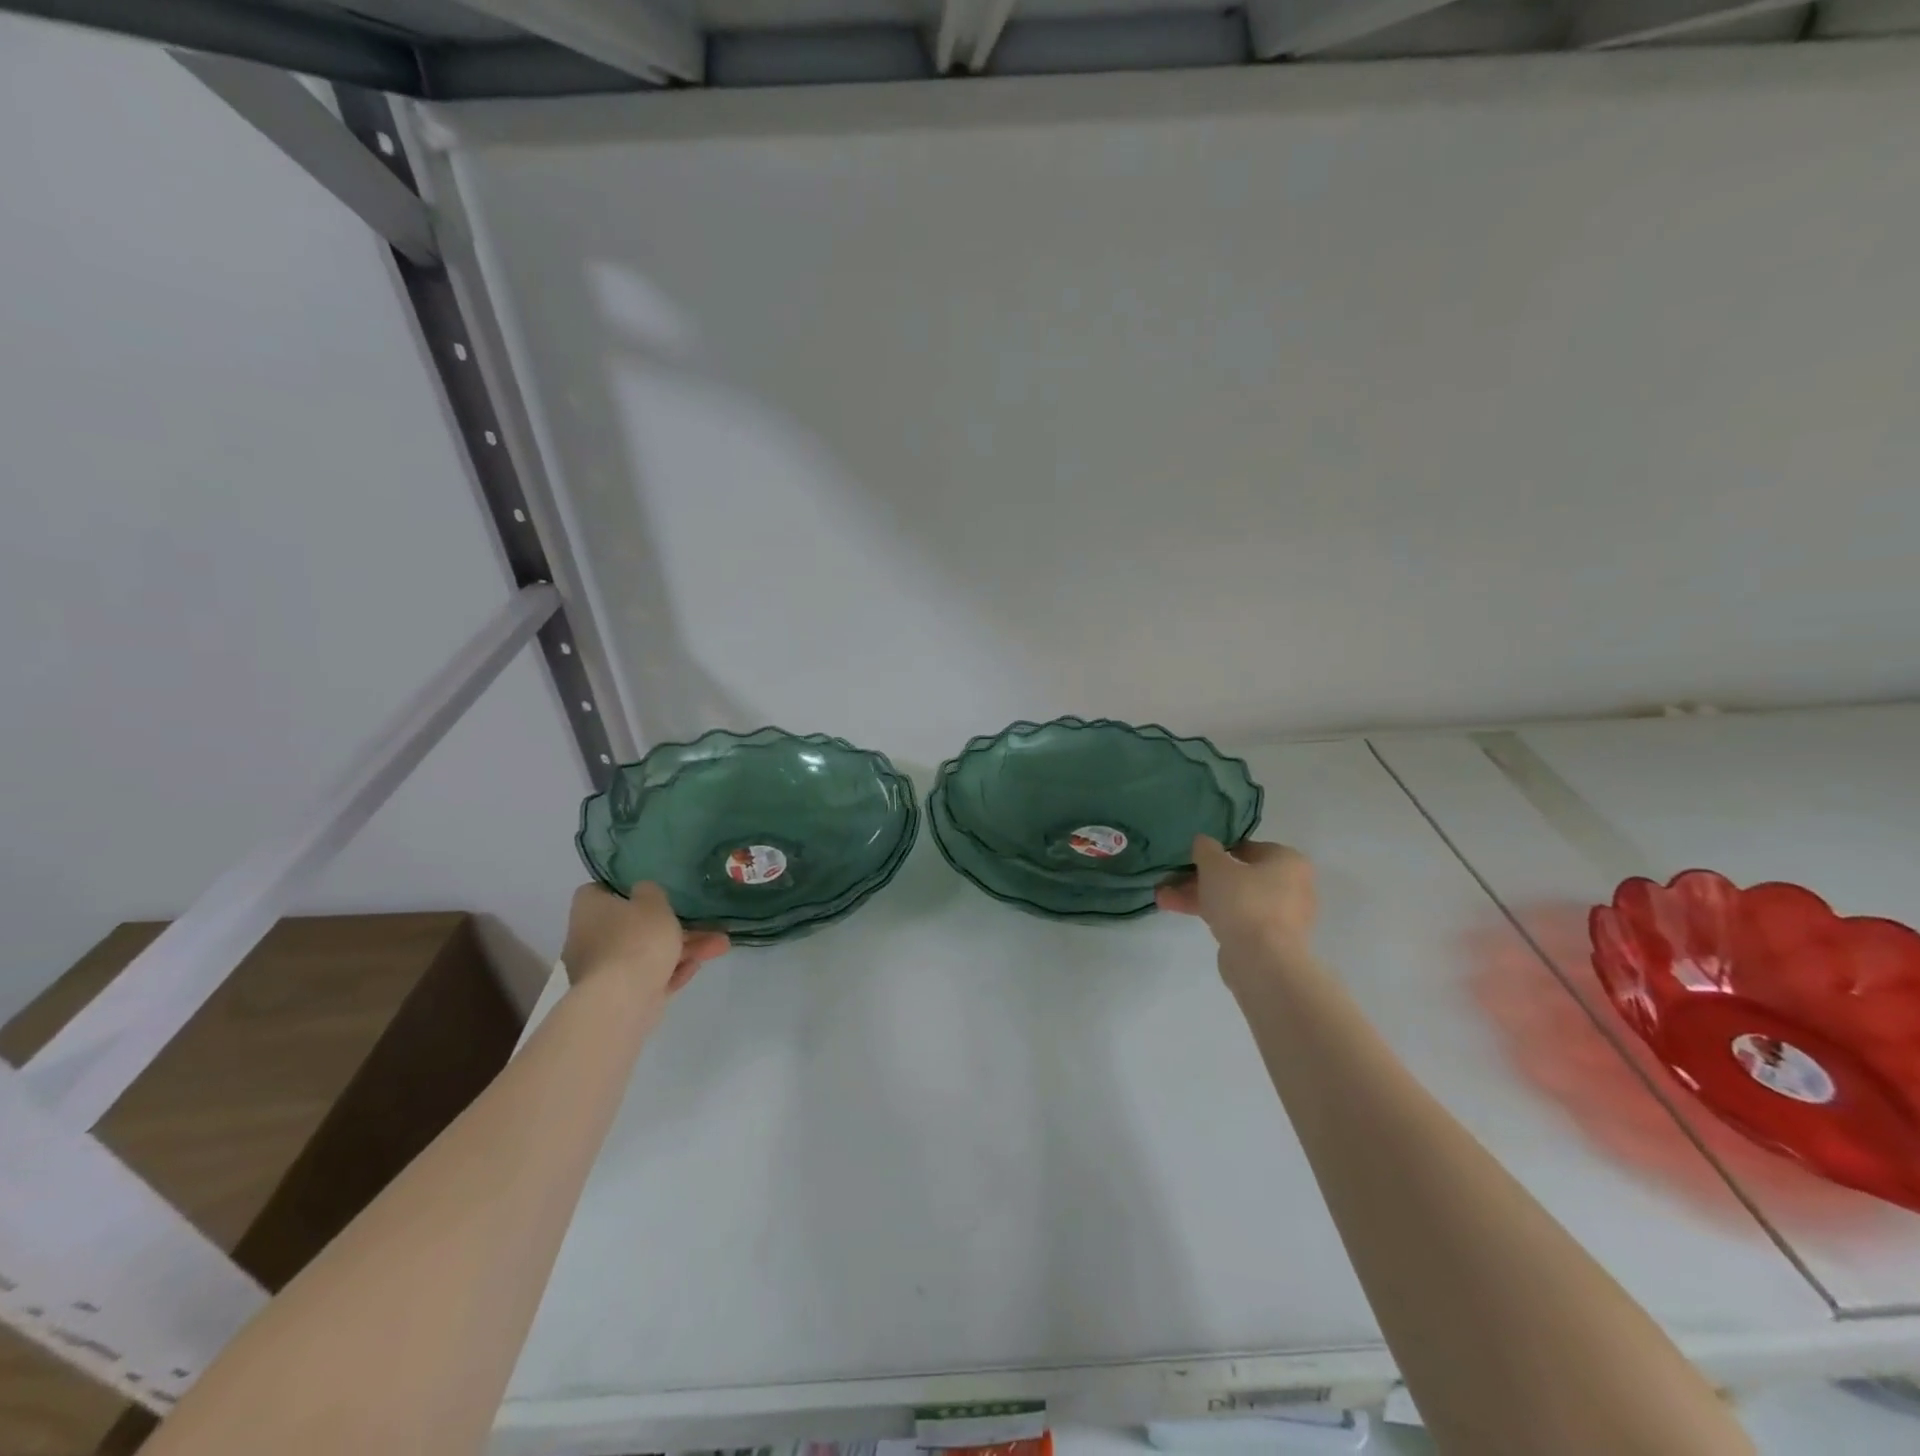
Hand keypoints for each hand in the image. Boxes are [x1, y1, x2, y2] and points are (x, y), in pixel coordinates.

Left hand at [561, 883, 729, 1000]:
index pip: (599, 891)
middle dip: (672, 925)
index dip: (625, 888)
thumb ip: (651, 891)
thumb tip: (643, 892)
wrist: (622, 1001)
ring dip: (683, 948)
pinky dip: (672, 970)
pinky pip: (649, 975)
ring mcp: (604, 969)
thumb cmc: (636, 940)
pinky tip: (696, 966)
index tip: (650, 890)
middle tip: (703, 921)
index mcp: (589, 909)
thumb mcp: (653, 902)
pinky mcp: (620, 995)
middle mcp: (590, 938)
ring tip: (720, 945)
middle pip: (633, 924)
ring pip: (647, 952)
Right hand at [1156, 837, 1317, 966]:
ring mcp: (1280, 916)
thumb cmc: (1243, 901)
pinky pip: (1236, 919)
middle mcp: (1291, 886)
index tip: (1193, 856)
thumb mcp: (1215, 866)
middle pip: (1238, 876)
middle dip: (1200, 878)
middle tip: (1172, 877)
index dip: (1218, 850)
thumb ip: (1206, 849)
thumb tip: (1203, 841)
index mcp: (1288, 862)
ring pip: (1233, 899)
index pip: (1249, 848)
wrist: (1262, 961)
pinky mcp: (1267, 941)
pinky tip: (1177, 910)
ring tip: (1162, 897)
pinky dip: (1211, 914)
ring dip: (1197, 896)